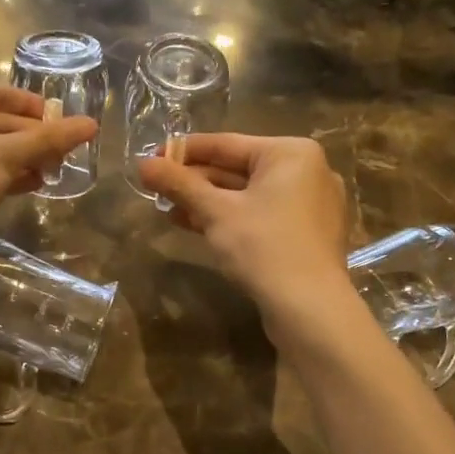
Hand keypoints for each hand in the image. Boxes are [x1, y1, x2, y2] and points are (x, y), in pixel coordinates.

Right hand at [138, 133, 351, 319]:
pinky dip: (232, 218)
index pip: (225, 144)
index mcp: (290, 153)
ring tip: (169, 210)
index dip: (183, 152)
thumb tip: (143, 164)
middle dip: (195, 182)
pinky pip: (262, 214)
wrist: (310, 309)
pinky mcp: (307, 233)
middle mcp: (307, 171)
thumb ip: (179, 184)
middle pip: (238, 168)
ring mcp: (311, 204)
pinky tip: (198, 227)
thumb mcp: (215, 212)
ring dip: (208, 203)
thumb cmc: (263, 247)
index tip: (151, 159)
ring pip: (248, 195)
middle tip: (156, 189)